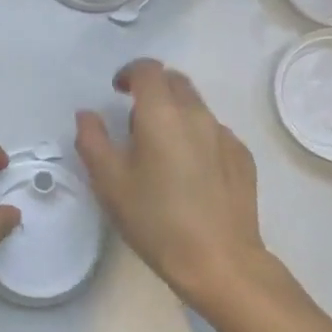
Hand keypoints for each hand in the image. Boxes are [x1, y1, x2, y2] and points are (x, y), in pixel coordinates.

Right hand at [76, 59, 268, 309]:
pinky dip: (197, 138)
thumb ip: (92, 140)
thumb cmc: (156, 220)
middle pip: (175, 81)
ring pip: (196, 107)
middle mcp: (197, 114)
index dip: (129, 73)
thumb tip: (87, 114)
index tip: (117, 91)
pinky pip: (214, 133)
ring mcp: (225, 135)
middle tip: (135, 119)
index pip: (148, 70)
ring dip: (175, 114)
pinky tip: (190, 173)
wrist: (221, 261)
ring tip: (161, 151)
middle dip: (153, 89)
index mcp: (162, 113)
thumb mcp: (110, 182)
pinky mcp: (243, 158)